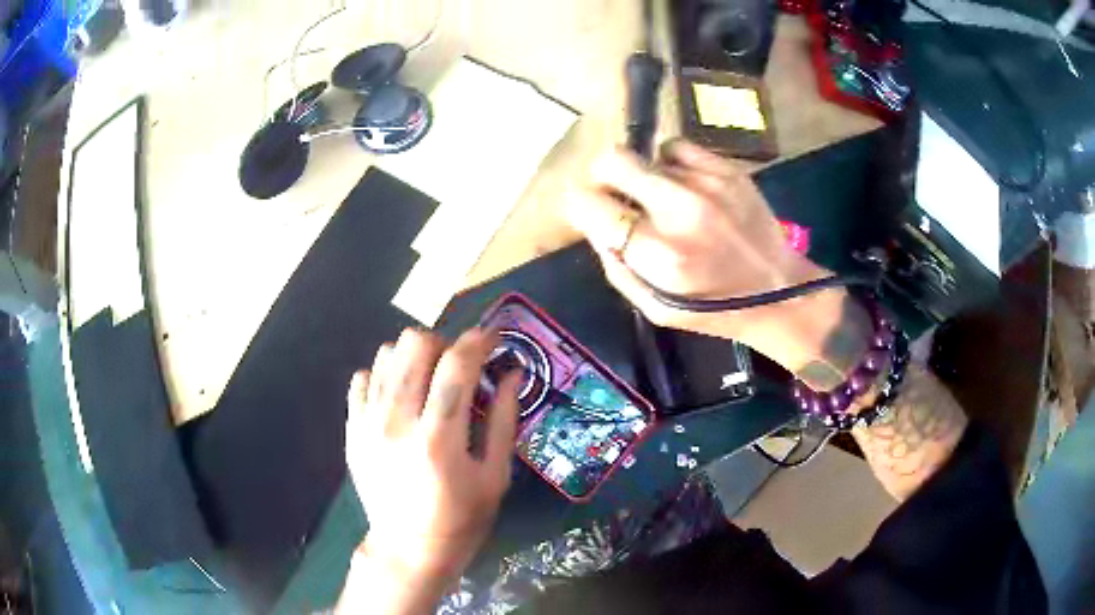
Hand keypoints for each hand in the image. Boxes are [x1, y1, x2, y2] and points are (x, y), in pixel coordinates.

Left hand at [345, 328, 519, 584]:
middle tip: (458, 367)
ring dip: (414, 357)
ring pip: (386, 353)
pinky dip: (385, 376)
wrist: (408, 549)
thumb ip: (504, 419)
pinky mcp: (352, 429)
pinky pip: (363, 377)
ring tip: (428, 381)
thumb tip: (513, 373)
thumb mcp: (495, 476)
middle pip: (415, 345)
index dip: (479, 341)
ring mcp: (368, 424)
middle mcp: (397, 422)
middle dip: (444, 344)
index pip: (457, 364)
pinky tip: (400, 398)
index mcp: (438, 438)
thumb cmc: (461, 518)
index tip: (493, 338)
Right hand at [567, 140, 863, 383]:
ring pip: (645, 154)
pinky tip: (685, 185)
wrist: (781, 292)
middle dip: (602, 176)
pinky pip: (677, 148)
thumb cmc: (715, 309)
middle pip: (612, 160)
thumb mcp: (654, 307)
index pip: (588, 204)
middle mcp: (680, 211)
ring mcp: (707, 184)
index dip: (580, 204)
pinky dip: (672, 164)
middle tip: (615, 193)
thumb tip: (595, 221)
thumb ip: (616, 264)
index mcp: (658, 256)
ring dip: (644, 175)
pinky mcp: (728, 170)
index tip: (590, 211)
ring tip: (663, 198)